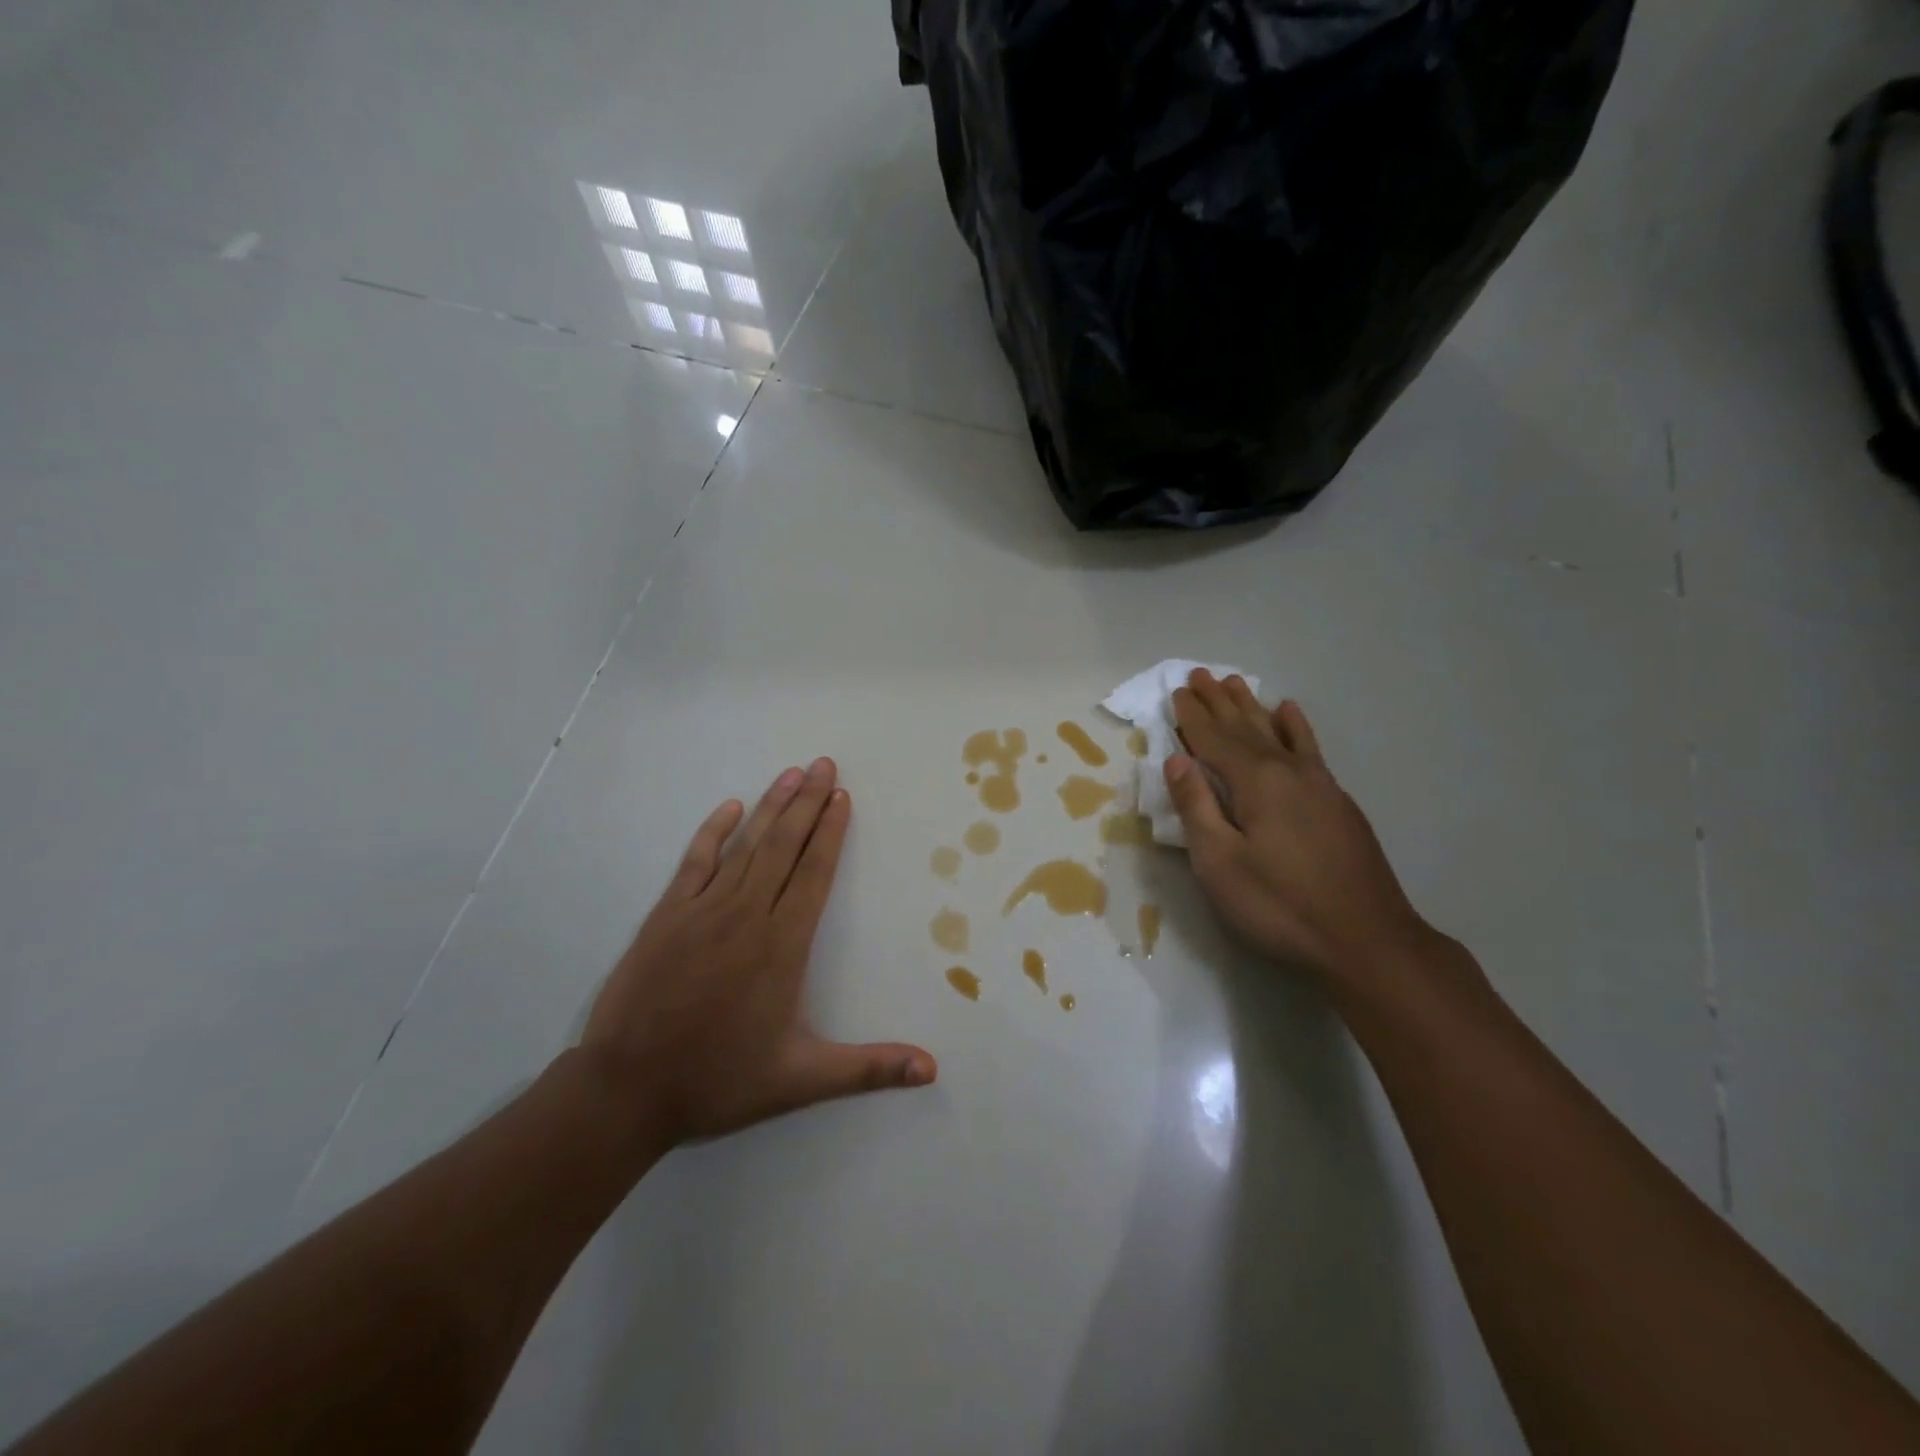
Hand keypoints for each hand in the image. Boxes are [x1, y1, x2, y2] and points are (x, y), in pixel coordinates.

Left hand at [581, 757, 935, 1143]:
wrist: (625, 1089)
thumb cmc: (719, 1080)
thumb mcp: (802, 1079)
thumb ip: (869, 1069)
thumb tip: (932, 1070)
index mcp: (783, 944)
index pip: (814, 872)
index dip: (830, 831)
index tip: (842, 796)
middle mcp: (747, 915)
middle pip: (784, 846)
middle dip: (807, 802)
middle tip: (823, 764)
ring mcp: (703, 910)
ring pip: (745, 846)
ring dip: (770, 807)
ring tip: (790, 774)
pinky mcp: (666, 916)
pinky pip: (695, 862)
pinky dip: (712, 832)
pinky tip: (728, 808)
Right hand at [1164, 670, 1431, 981]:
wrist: (1368, 940)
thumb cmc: (1280, 906)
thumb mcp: (1220, 863)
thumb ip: (1196, 807)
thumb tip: (1176, 760)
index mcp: (1255, 783)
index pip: (1214, 740)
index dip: (1192, 717)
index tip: (1176, 690)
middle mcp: (1287, 771)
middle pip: (1245, 727)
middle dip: (1220, 701)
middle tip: (1201, 673)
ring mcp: (1318, 784)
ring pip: (1277, 732)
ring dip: (1253, 707)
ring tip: (1236, 682)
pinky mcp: (1337, 802)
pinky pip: (1310, 748)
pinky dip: (1296, 727)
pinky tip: (1290, 713)